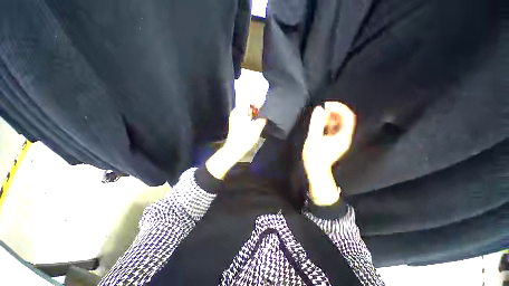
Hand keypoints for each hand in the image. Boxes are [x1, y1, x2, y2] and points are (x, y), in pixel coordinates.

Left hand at [222, 105, 266, 159]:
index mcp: (239, 111)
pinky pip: (244, 117)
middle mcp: (235, 112)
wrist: (234, 149)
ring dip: (253, 114)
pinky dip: (250, 118)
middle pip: (247, 105)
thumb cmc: (245, 138)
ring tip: (261, 117)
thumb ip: (262, 119)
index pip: (248, 100)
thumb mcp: (257, 128)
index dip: (257, 102)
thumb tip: (265, 116)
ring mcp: (234, 118)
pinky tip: (255, 122)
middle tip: (264, 112)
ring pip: (246, 112)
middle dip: (256, 108)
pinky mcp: (235, 124)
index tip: (263, 107)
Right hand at [302, 102, 355, 204]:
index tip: (327, 104)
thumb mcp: (314, 138)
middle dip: (335, 111)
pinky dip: (328, 123)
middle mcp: (344, 137)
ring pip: (339, 124)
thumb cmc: (314, 156)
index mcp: (342, 136)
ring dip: (331, 117)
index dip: (339, 108)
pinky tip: (321, 122)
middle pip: (344, 119)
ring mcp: (339, 140)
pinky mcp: (334, 141)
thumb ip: (316, 123)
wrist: (316, 170)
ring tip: (321, 114)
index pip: (347, 117)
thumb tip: (318, 109)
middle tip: (323, 107)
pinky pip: (334, 129)